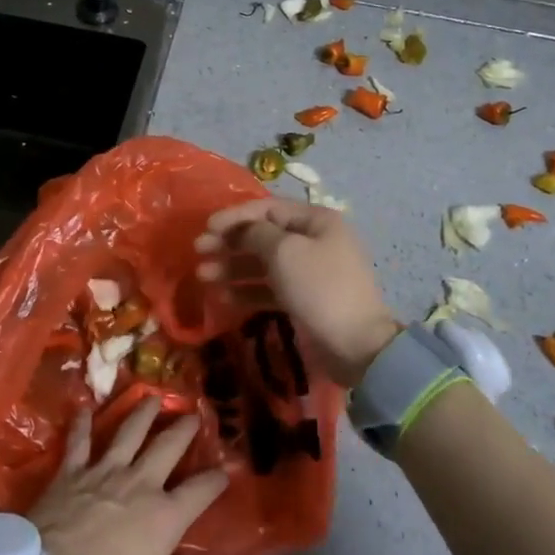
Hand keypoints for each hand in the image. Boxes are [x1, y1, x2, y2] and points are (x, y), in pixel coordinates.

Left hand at [28, 398, 228, 554]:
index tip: (224, 472)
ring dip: (143, 413)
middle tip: (192, 414)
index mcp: (164, 517)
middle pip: (167, 446)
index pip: (200, 491)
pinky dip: (82, 423)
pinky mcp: (71, 472)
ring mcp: (104, 472)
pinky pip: (79, 441)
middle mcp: (139, 483)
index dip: (216, 480)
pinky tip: (85, 408)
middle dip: (184, 429)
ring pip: (129, 432)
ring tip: (152, 399)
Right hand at [194, 199, 398, 386]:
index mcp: (316, 221)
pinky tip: (222, 299)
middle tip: (199, 251)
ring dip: (233, 267)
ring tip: (203, 276)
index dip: (235, 216)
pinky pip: (270, 288)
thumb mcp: (285, 252)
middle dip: (230, 242)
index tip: (207, 227)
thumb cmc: (319, 288)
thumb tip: (243, 230)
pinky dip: (247, 291)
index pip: (268, 208)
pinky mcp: (303, 300)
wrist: (356, 345)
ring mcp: (309, 272)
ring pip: (263, 263)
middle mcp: (313, 241)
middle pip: (263, 235)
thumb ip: (256, 234)